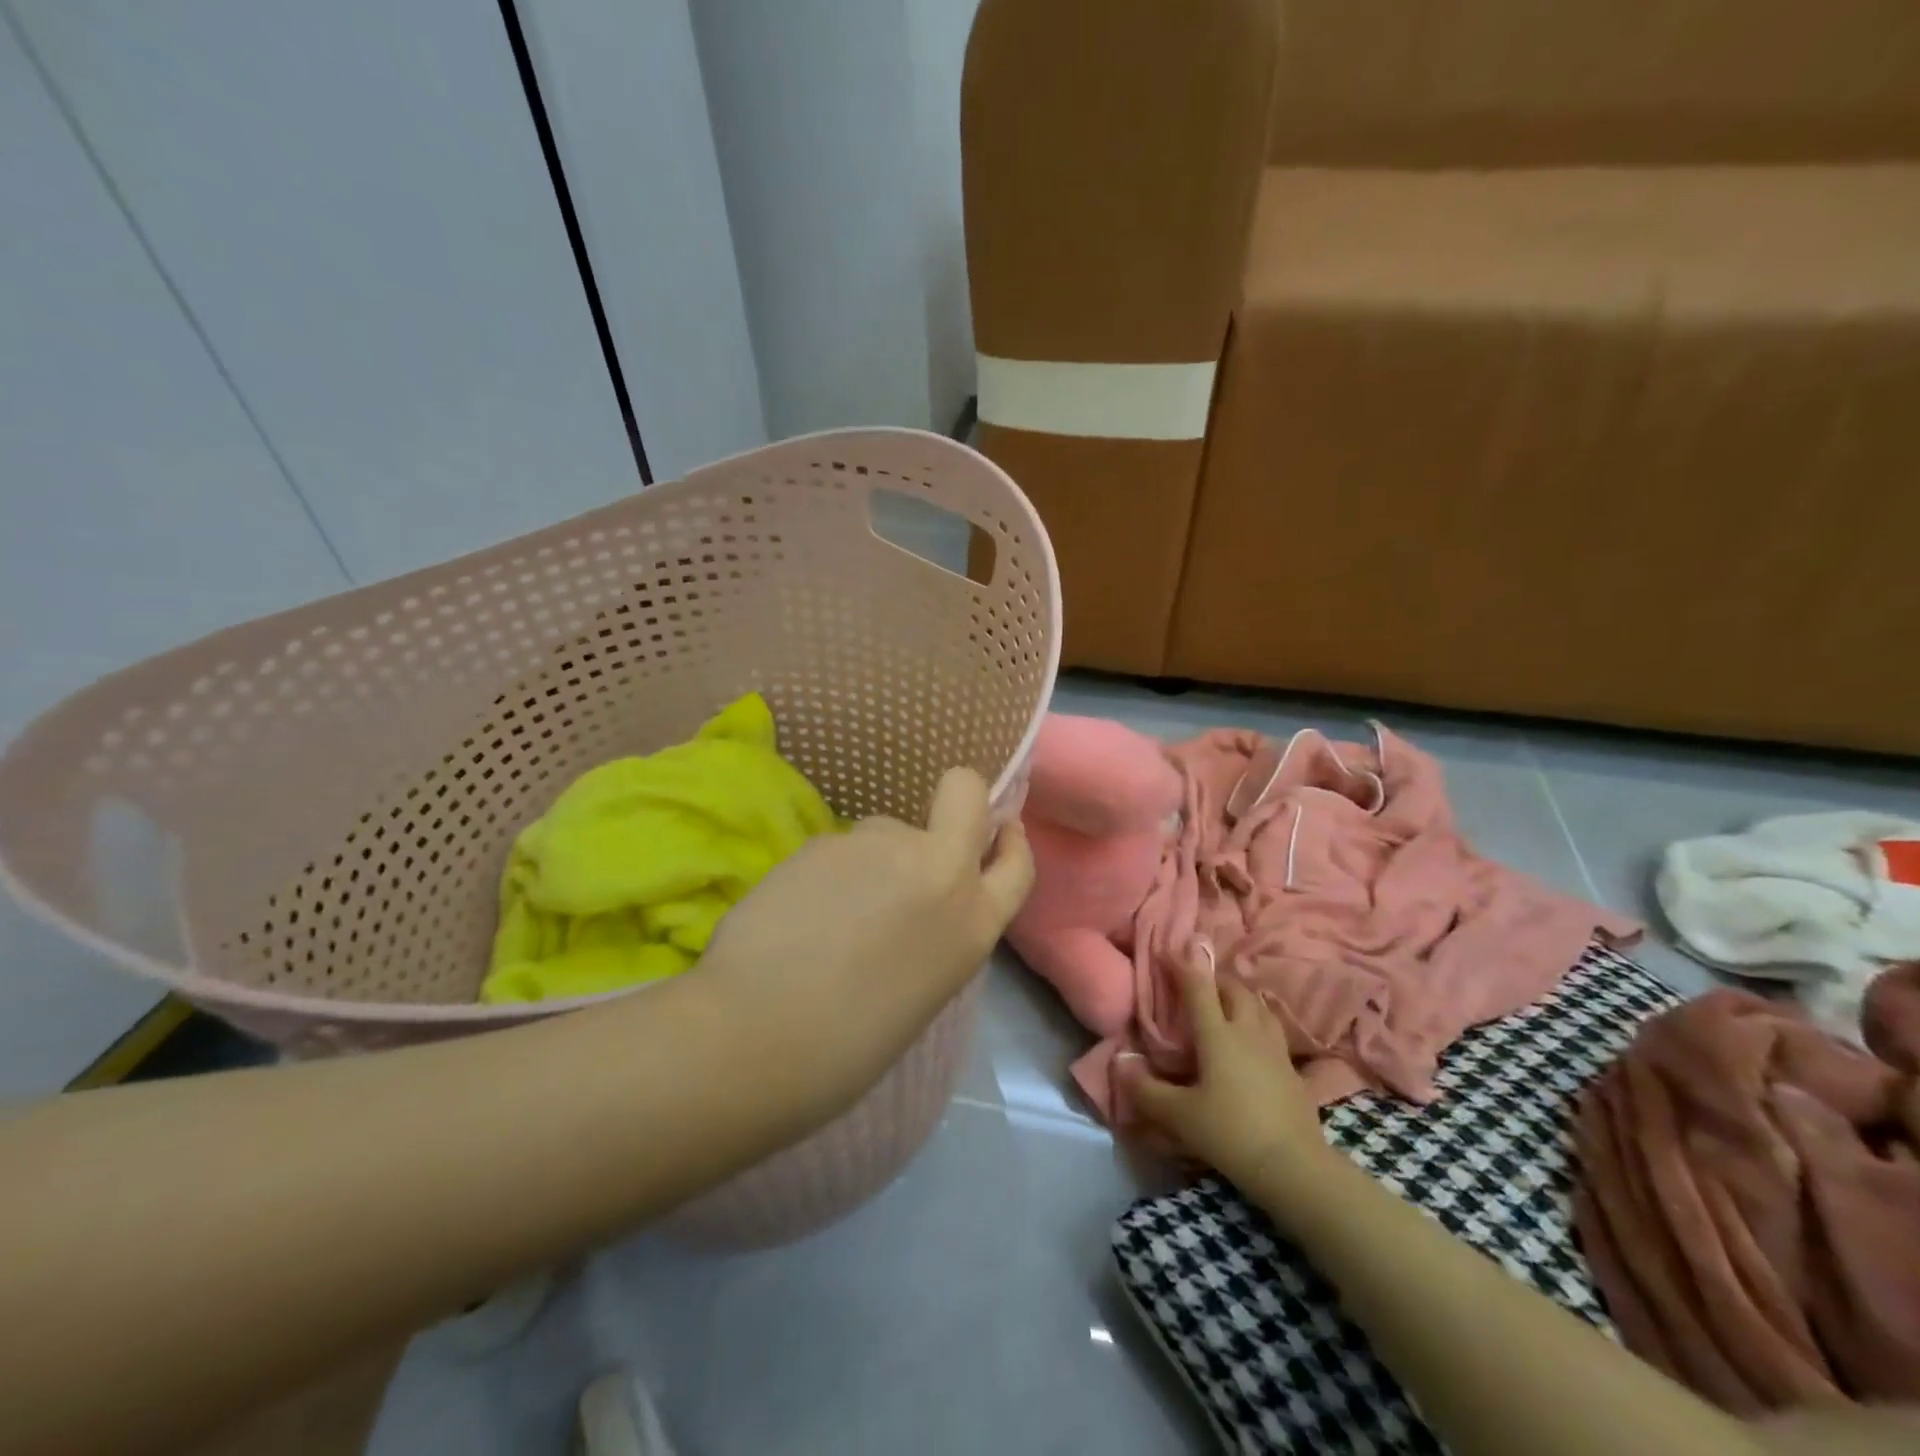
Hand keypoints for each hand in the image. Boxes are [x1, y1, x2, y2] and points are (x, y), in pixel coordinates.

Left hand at [688, 767, 1033, 1127]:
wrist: (758, 1038)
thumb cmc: (846, 1049)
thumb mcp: (925, 991)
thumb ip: (937, 933)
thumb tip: (916, 908)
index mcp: (972, 924)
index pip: (1016, 863)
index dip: (1009, 841)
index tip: (999, 830)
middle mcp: (938, 869)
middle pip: (965, 792)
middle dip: (959, 794)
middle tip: (923, 835)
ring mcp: (881, 846)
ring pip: (886, 827)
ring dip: (871, 856)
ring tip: (831, 910)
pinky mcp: (827, 839)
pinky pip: (839, 847)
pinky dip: (827, 870)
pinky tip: (798, 908)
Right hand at [1119, 953, 1331, 1196]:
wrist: (1295, 1167)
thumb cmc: (1231, 1133)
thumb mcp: (1179, 1115)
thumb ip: (1145, 1089)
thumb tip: (1120, 1062)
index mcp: (1218, 1034)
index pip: (1198, 986)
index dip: (1181, 965)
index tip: (1167, 951)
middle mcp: (1247, 1031)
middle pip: (1233, 988)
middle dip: (1213, 978)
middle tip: (1196, 982)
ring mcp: (1275, 1048)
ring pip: (1258, 1005)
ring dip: (1239, 995)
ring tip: (1225, 1002)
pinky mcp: (1292, 1069)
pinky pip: (1272, 1028)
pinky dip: (1257, 1020)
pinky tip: (1252, 1038)